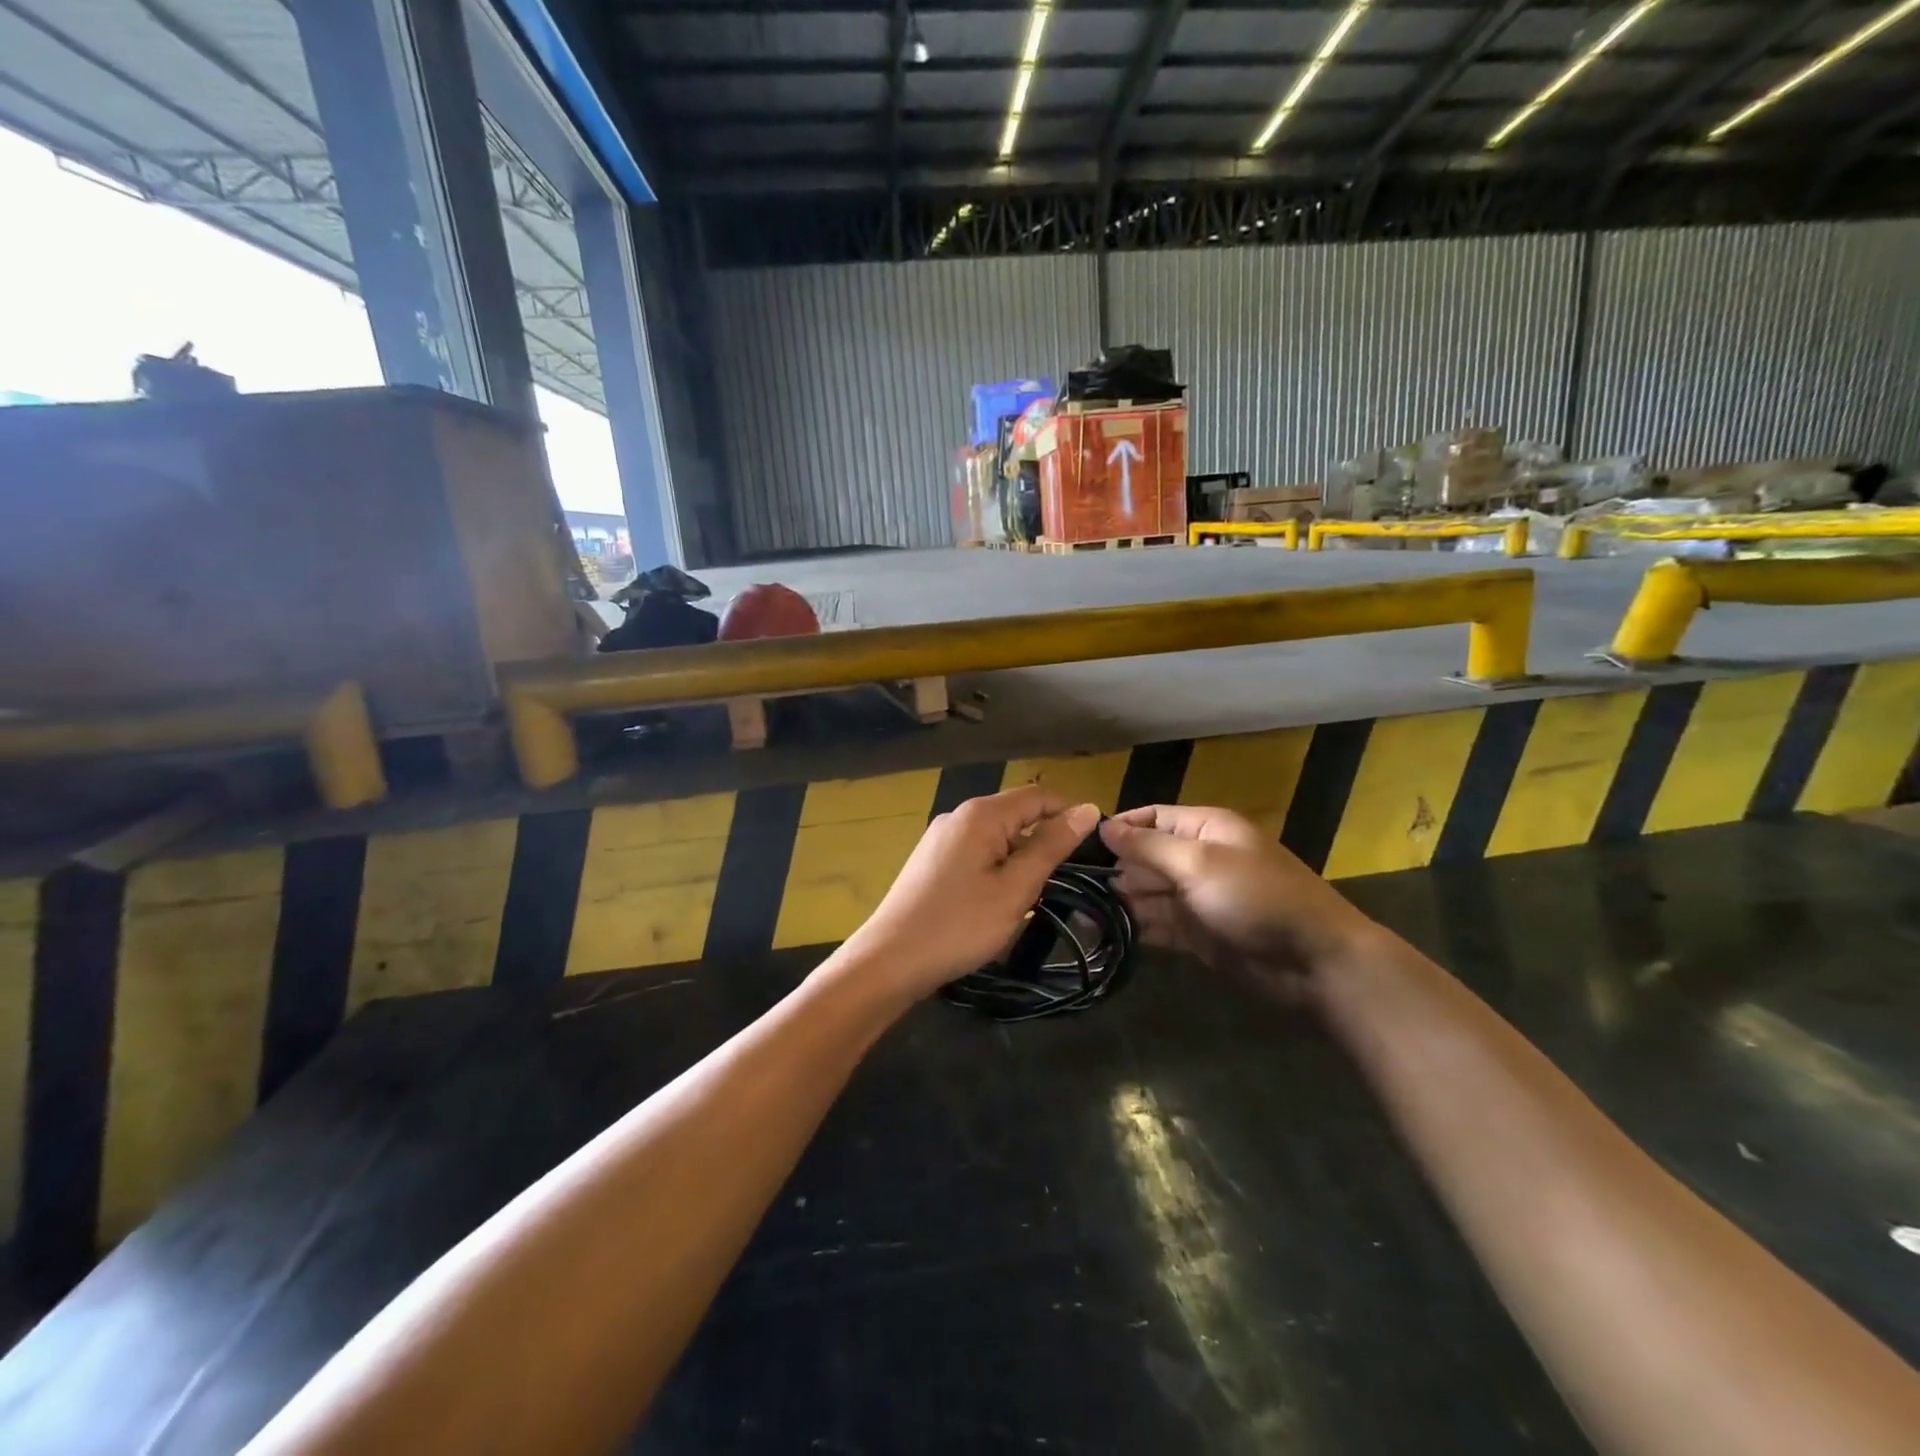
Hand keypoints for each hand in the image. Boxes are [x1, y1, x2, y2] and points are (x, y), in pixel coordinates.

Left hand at [832, 787, 1101, 1002]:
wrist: (890, 960)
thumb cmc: (959, 925)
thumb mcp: (1015, 888)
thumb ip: (1050, 846)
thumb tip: (1087, 809)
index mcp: (981, 814)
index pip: (1038, 796)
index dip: (1070, 811)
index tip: (1098, 841)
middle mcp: (958, 815)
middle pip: (1015, 813)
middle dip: (1046, 836)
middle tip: (1073, 874)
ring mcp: (940, 837)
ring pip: (996, 835)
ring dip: (1022, 855)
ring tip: (1041, 890)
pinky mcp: (931, 860)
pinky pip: (976, 851)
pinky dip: (998, 865)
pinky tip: (1003, 896)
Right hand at [1099, 804, 1378, 1001]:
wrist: (1313, 961)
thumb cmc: (1255, 897)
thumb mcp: (1199, 863)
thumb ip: (1148, 846)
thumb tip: (1104, 827)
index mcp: (1204, 829)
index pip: (1152, 817)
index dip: (1119, 828)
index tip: (1079, 844)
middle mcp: (1198, 858)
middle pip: (1145, 857)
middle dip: (1112, 869)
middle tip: (1069, 886)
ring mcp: (1197, 898)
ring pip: (1148, 893)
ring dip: (1118, 902)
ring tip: (1077, 914)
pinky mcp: (1198, 933)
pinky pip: (1158, 924)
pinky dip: (1134, 927)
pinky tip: (1103, 934)